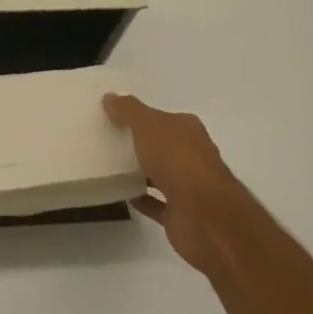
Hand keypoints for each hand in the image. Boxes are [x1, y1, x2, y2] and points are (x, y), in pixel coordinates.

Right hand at [103, 93, 239, 272]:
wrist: (204, 216)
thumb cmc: (177, 160)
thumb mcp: (147, 124)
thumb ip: (127, 110)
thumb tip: (109, 97)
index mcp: (188, 130)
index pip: (163, 118)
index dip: (141, 116)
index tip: (115, 117)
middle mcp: (193, 155)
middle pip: (163, 145)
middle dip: (140, 143)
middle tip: (108, 139)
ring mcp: (189, 187)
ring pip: (160, 173)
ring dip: (140, 171)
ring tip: (109, 165)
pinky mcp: (181, 213)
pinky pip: (155, 202)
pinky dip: (141, 197)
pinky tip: (120, 193)